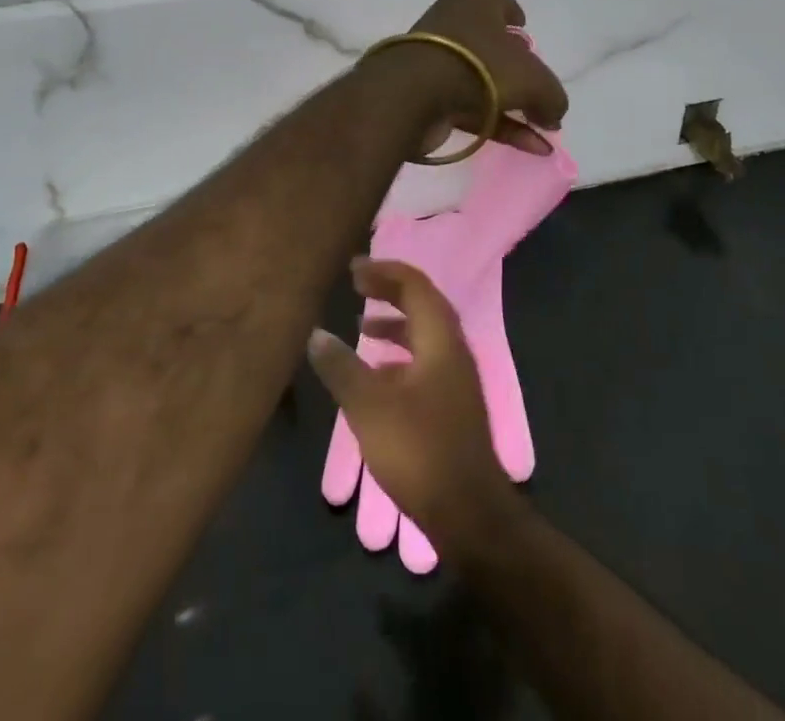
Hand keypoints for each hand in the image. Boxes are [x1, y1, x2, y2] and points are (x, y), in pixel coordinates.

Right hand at [307, 258, 517, 559]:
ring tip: (361, 326)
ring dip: (395, 322)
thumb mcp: (369, 407)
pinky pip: (425, 359)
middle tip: (357, 285)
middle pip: (423, 303)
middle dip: (390, 290)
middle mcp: (453, 350)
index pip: (415, 285)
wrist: (468, 513)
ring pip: (425, 334)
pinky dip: (400, 354)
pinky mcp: (452, 403)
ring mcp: (456, 378)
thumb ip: (342, 367)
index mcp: (440, 339)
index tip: (353, 270)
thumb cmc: (418, 451)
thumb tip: (316, 334)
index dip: (384, 272)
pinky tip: (377, 374)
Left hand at [397, 0, 567, 156]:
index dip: (514, 15)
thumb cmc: (481, 66)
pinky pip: (471, 108)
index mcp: (476, 0)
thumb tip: (553, 115)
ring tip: (545, 130)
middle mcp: (454, 23)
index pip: (498, 0)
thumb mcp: (534, 81)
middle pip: (492, 45)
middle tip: (539, 90)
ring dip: (513, 105)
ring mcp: (438, 60)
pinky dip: (499, 125)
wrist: (413, 94)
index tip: (525, 31)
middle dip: (517, 69)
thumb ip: (552, 97)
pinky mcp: (427, 95)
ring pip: (482, 80)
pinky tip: (531, 147)